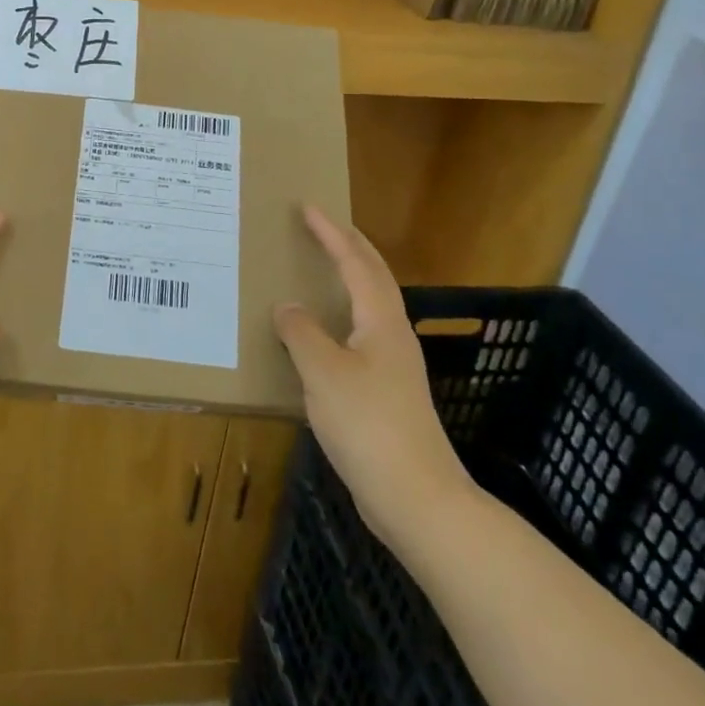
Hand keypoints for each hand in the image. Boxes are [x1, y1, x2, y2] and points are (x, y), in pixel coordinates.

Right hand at [275, 207, 469, 545]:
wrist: (417, 498)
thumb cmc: (369, 425)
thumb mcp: (323, 373)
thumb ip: (301, 333)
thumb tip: (288, 307)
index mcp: (381, 321)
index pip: (356, 262)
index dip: (331, 233)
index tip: (309, 207)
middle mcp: (393, 335)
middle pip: (374, 277)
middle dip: (349, 246)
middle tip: (322, 226)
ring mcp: (394, 365)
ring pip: (371, 305)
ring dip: (350, 278)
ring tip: (321, 269)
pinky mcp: (388, 392)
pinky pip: (361, 334)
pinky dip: (343, 315)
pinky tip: (323, 334)